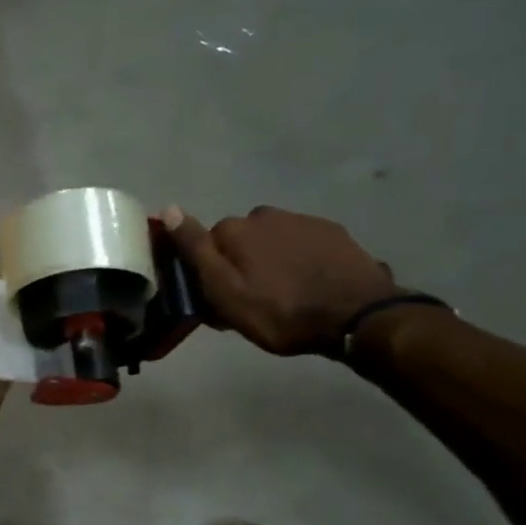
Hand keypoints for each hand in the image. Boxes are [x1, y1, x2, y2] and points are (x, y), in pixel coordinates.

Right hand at [160, 204, 397, 355]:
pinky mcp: (332, 232)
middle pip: (240, 240)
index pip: (206, 244)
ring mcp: (301, 220)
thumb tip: (168, 209)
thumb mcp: (225, 292)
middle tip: (252, 300)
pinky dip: (298, 259)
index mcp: (234, 229)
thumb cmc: (280, 311)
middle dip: (241, 263)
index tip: (219, 298)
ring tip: (283, 294)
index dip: (210, 272)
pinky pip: (301, 243)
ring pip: (271, 240)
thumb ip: (195, 250)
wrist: (357, 315)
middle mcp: (264, 214)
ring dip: (270, 260)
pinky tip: (308, 284)